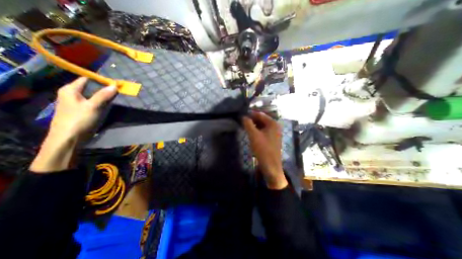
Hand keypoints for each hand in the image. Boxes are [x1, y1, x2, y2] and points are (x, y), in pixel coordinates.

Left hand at [47, 77, 116, 142]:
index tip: (115, 84)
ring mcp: (76, 103)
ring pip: (93, 96)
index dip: (101, 80)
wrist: (69, 138)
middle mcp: (72, 94)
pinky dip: (102, 102)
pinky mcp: (82, 110)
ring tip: (116, 97)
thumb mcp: (94, 106)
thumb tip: (115, 86)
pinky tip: (109, 105)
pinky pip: (94, 103)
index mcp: (70, 90)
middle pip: (91, 87)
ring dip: (104, 96)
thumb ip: (104, 95)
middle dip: (105, 89)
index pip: (87, 79)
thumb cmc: (79, 120)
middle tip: (118, 91)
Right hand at [242, 112, 287, 189]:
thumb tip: (243, 116)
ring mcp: (275, 133)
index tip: (241, 115)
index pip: (260, 114)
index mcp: (273, 123)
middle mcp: (275, 126)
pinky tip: (251, 133)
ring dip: (254, 125)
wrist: (271, 166)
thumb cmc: (263, 149)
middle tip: (242, 121)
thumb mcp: (253, 135)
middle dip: (252, 120)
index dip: (250, 114)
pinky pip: (264, 131)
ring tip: (245, 127)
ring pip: (262, 126)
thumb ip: (248, 124)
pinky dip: (257, 131)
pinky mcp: (272, 139)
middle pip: (262, 119)